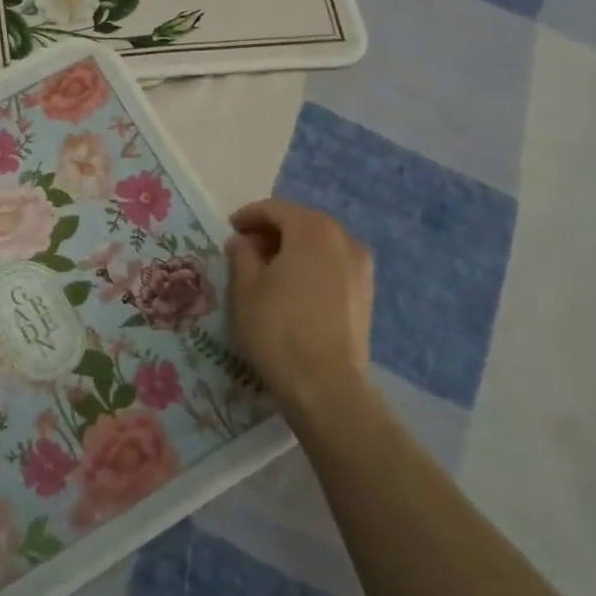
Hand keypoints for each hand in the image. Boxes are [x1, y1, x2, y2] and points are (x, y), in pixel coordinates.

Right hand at [225, 199, 374, 413]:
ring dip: (294, 248)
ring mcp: (361, 268)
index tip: (229, 230)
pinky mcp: (366, 294)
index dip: (249, 216)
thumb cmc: (277, 328)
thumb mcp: (244, 287)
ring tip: (268, 269)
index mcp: (312, 230)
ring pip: (321, 244)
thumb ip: (241, 254)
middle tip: (246, 248)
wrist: (325, 386)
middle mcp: (343, 240)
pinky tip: (293, 288)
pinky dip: (312, 266)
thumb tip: (243, 241)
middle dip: (273, 230)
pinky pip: (333, 265)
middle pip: (302, 222)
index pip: (276, 209)